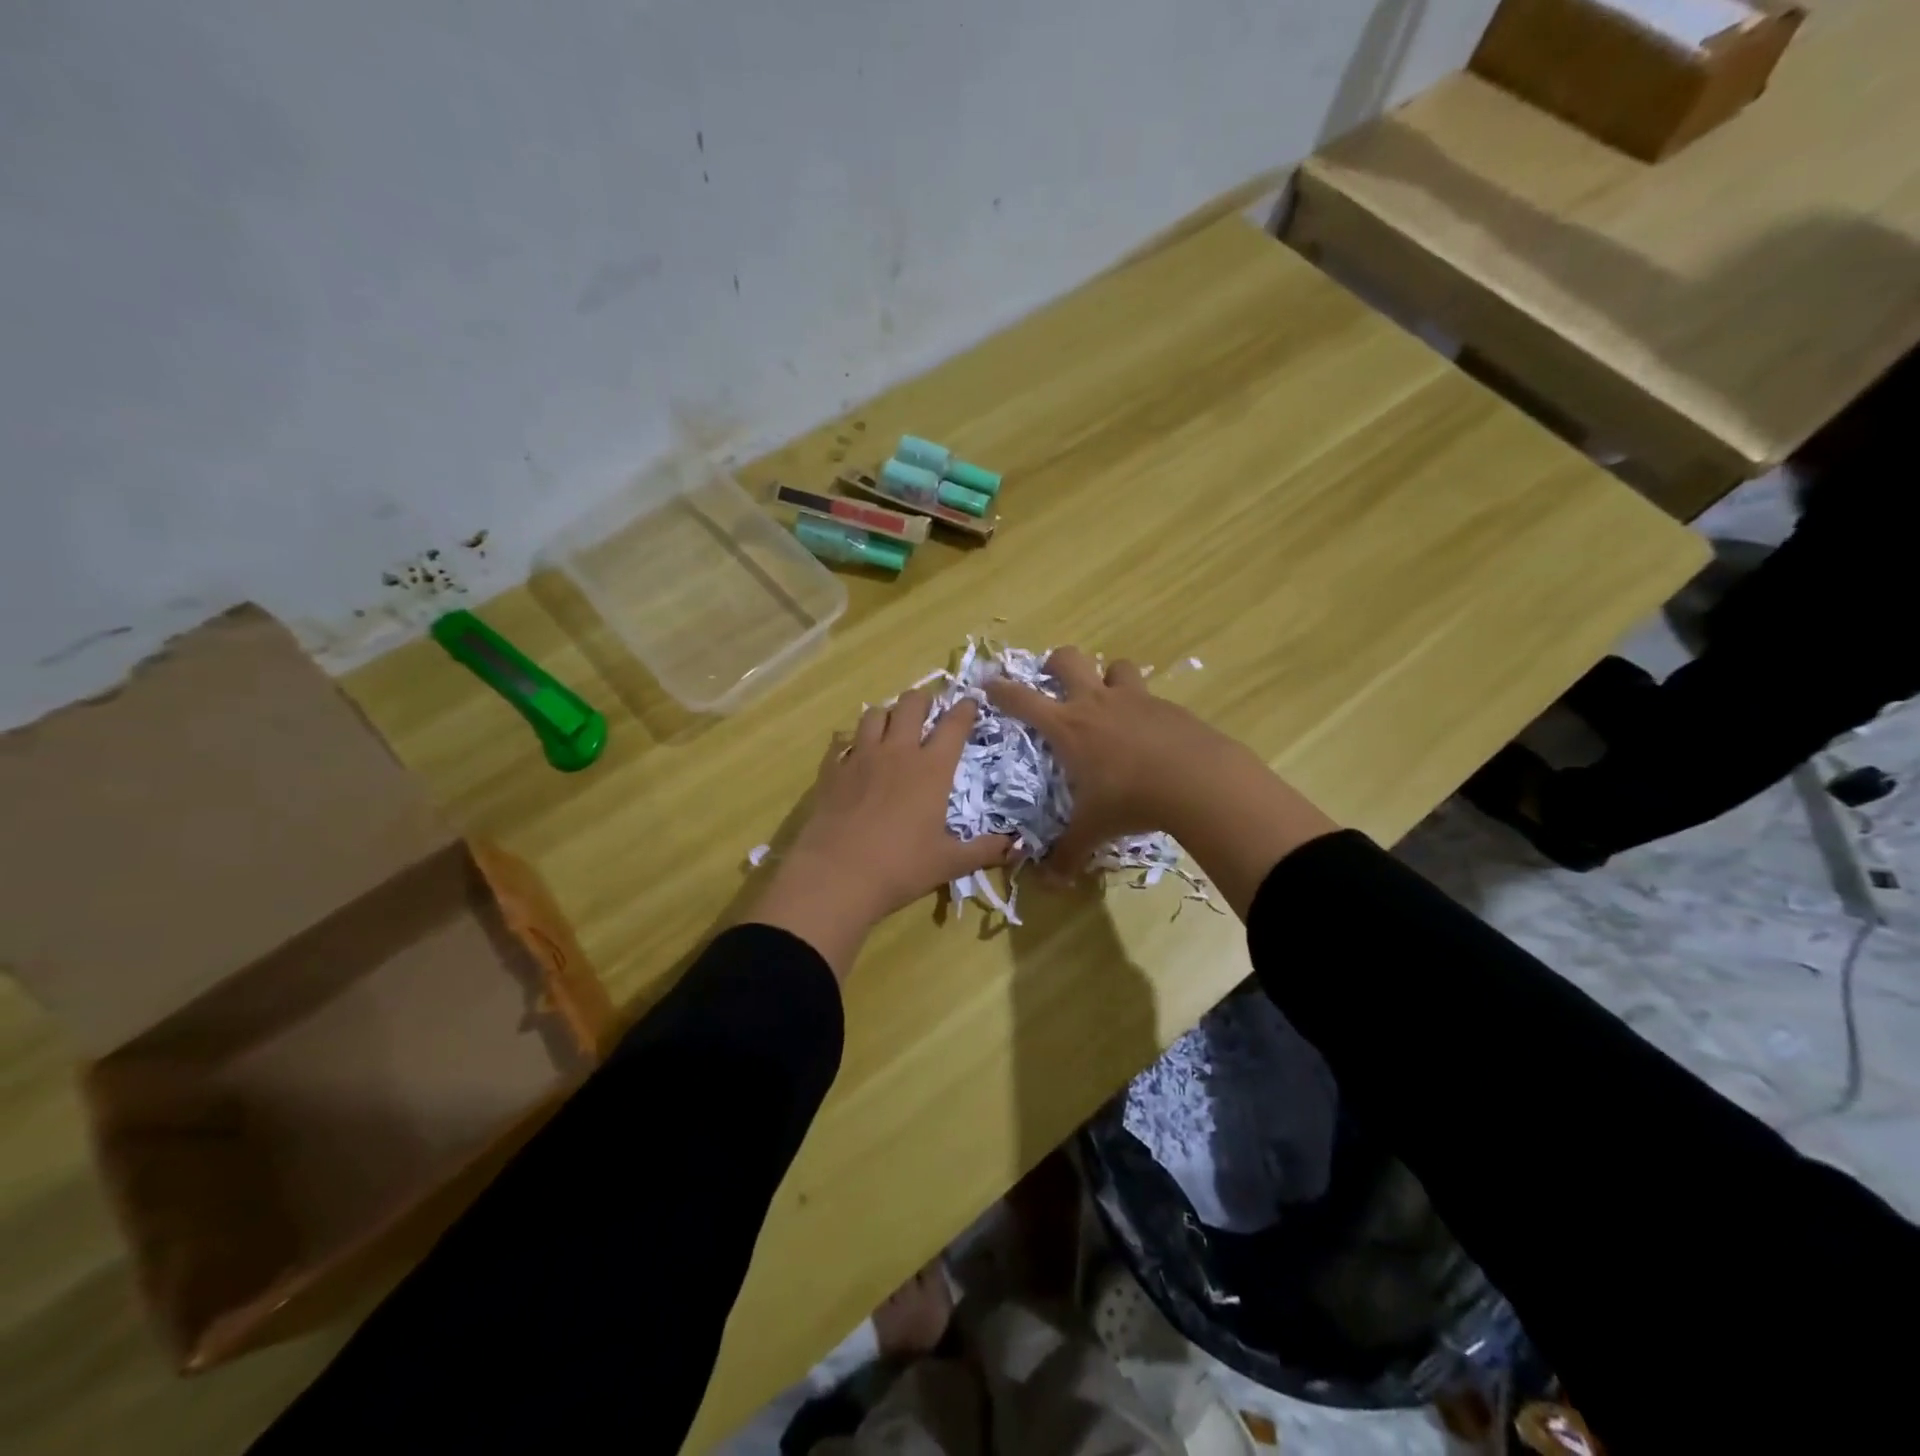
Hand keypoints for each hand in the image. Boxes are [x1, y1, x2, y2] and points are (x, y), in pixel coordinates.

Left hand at [749, 692, 1011, 977]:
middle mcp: (898, 752)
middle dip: (923, 701)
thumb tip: (1017, 847)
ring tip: (892, 727)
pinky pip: (841, 740)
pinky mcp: (832, 770)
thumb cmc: (900, 867)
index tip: (971, 703)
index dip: (965, 709)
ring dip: (887, 714)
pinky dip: (851, 740)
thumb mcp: (949, 863)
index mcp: (932, 769)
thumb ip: (984, 851)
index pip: (954, 725)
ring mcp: (860, 757)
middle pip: (911, 704)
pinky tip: (854, 753)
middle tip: (929, 711)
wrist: (836, 876)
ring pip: (874, 714)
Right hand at [986, 647, 1337, 915]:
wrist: (1198, 781)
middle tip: (1054, 680)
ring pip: (1114, 666)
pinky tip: (1150, 732)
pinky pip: (1148, 694)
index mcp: (1067, 727)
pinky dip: (1142, 706)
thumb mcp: (1094, 830)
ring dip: (1107, 676)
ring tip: (1108, 699)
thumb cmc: (1130, 800)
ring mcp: (1134, 699)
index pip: (1021, 699)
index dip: (1000, 689)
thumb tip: (1050, 883)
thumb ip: (1068, 853)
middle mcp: (1096, 703)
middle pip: (1068, 659)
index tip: (988, 684)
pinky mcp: (1167, 705)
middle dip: (1055, 664)